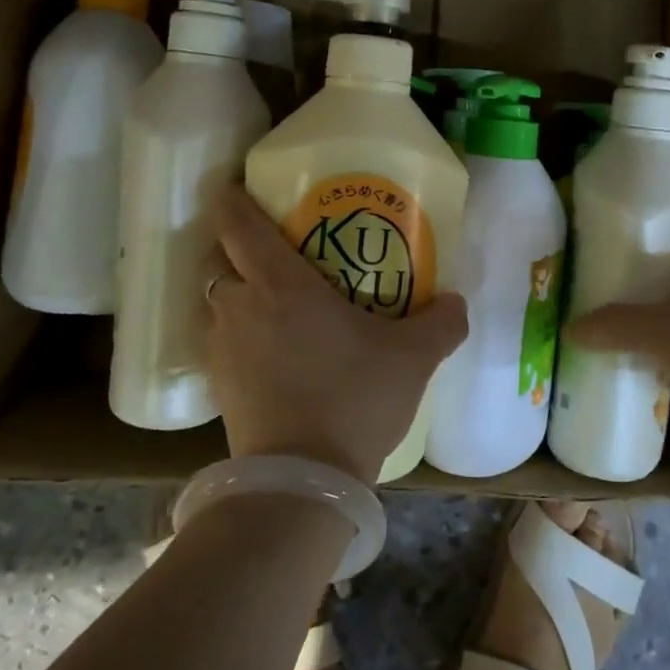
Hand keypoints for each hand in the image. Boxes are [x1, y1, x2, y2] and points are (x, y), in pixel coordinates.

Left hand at [207, 185, 467, 483]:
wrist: (302, 481)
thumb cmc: (354, 398)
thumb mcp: (414, 358)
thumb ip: (441, 322)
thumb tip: (456, 301)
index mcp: (279, 284)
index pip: (236, 222)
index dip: (234, 199)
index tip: (243, 188)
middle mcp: (239, 307)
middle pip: (216, 258)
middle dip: (234, 247)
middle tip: (271, 250)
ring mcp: (221, 348)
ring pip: (214, 300)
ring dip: (234, 292)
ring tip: (271, 301)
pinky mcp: (218, 386)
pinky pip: (218, 340)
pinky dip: (235, 333)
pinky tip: (269, 350)